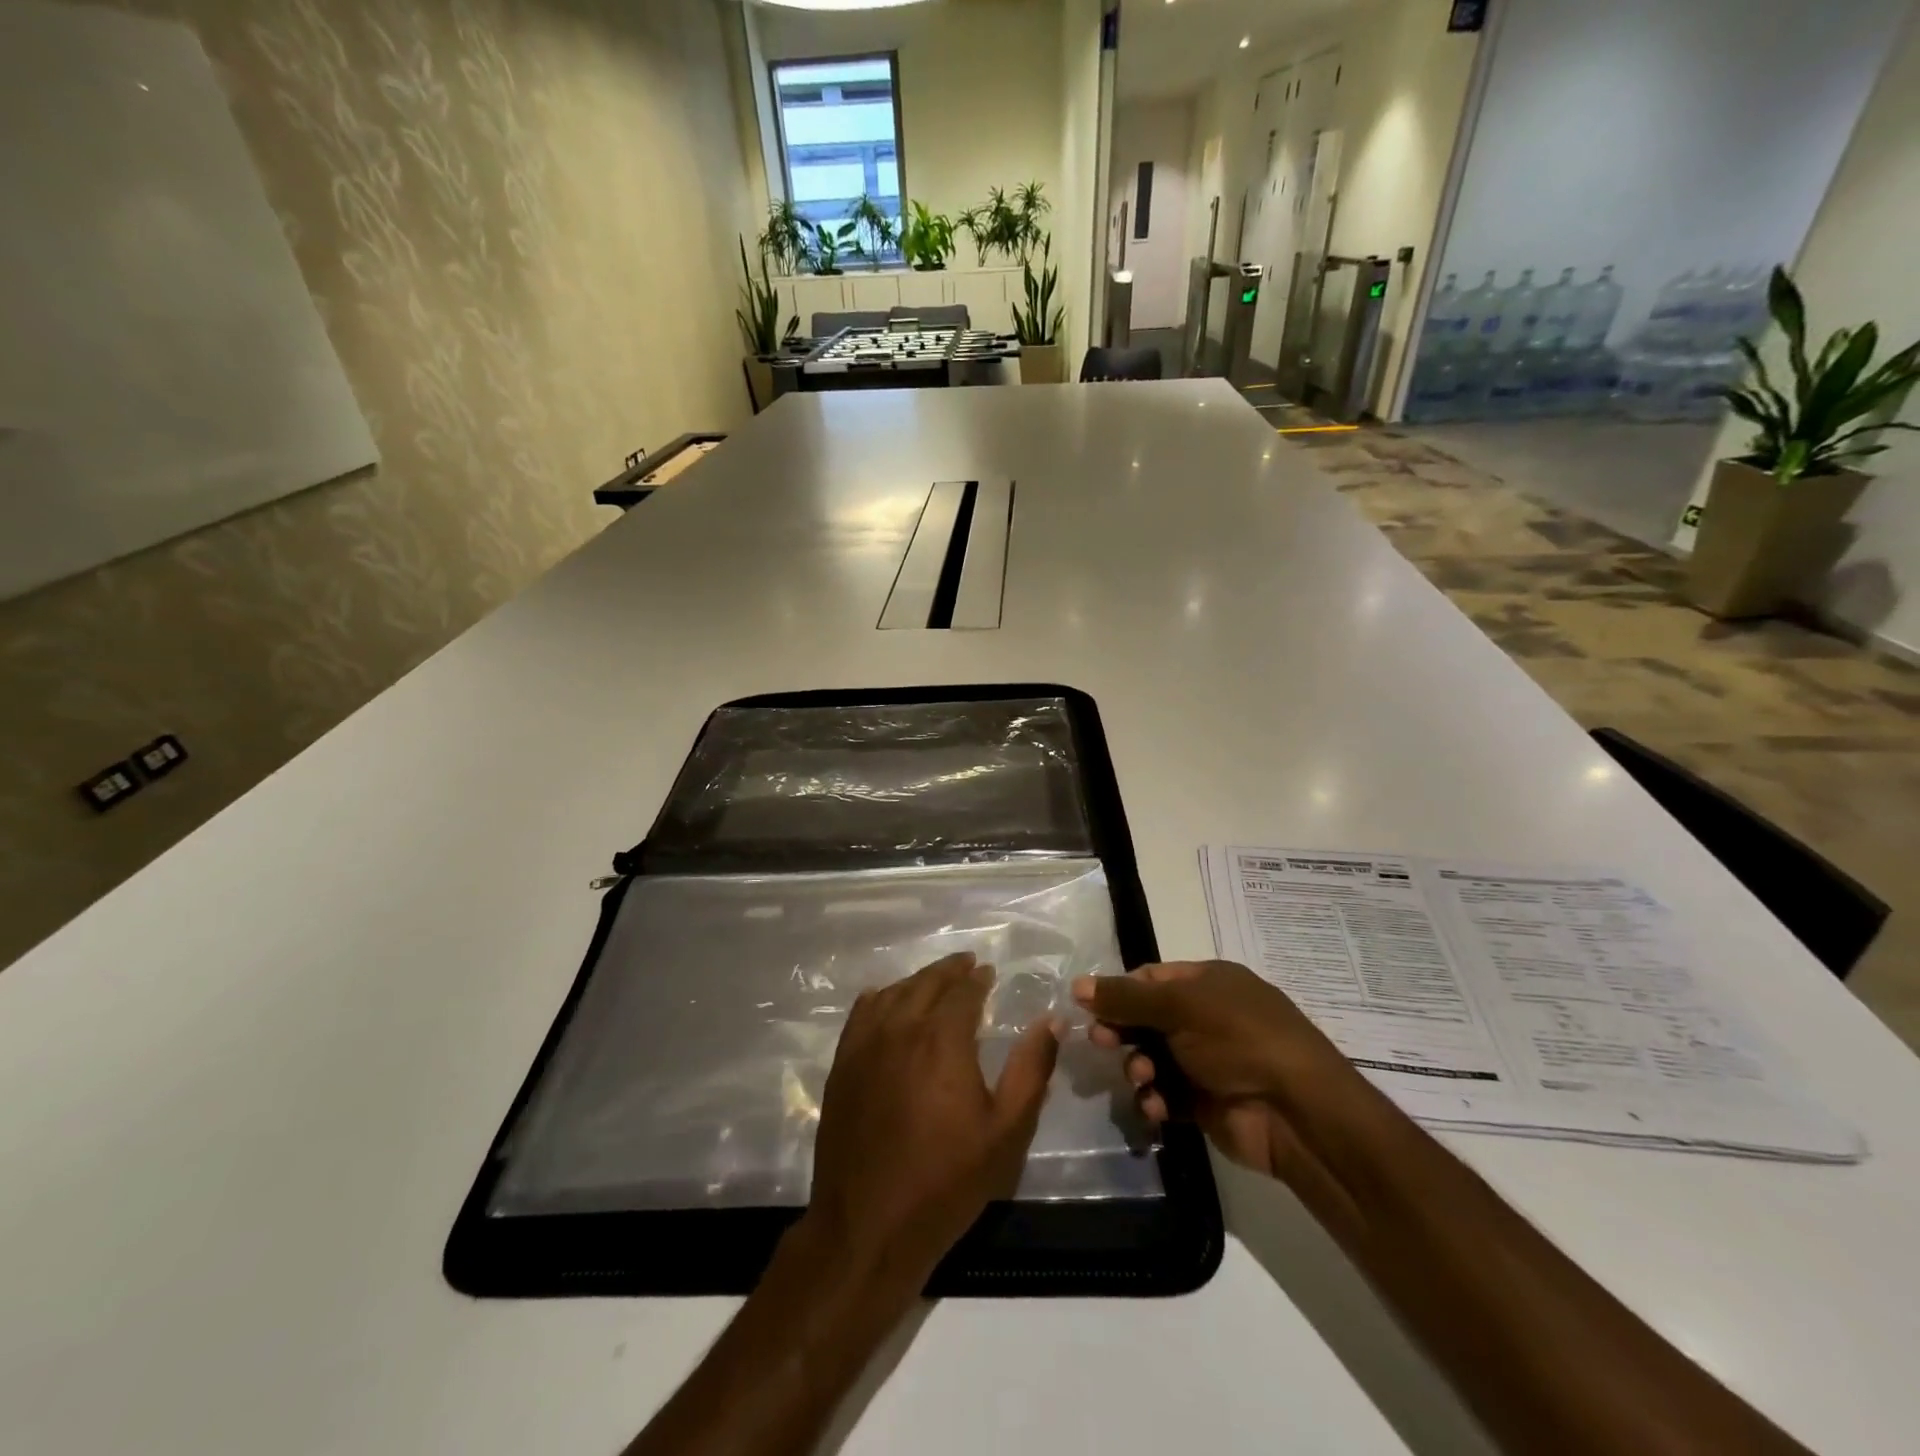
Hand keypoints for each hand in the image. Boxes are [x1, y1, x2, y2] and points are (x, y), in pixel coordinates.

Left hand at [807, 952, 1060, 1295]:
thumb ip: (1031, 1069)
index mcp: (943, 1039)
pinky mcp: (842, 1065)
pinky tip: (886, 999)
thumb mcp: (1005, 1131)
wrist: (868, 1226)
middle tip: (966, 964)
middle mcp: (901, 1029)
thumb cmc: (946, 1181)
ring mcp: (865, 1045)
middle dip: (950, 970)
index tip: (988, 973)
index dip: (978, 979)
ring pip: (894, 993)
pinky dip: (880, 998)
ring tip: (934, 981)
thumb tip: (1052, 1020)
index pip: (963, 991)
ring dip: (917, 981)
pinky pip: (861, 1013)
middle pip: (926, 983)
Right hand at [1072, 961, 1367, 1188]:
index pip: (1150, 979)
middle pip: (1147, 1020)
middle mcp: (1207, 1018)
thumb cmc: (1238, 1039)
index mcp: (1207, 983)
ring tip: (1142, 1079)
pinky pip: (1166, 1095)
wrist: (1296, 1111)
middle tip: (1101, 1043)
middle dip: (1123, 1031)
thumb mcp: (1179, 1006)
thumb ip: (1125, 998)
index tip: (1089, 1008)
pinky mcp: (1206, 1103)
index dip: (1119, 992)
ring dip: (1139, 1068)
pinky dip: (1156, 1100)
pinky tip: (1156, 1107)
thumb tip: (1077, 985)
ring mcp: (1208, 1062)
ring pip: (1153, 1058)